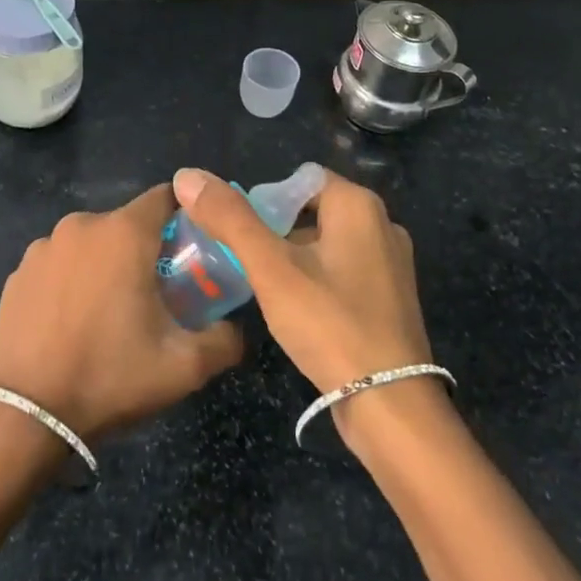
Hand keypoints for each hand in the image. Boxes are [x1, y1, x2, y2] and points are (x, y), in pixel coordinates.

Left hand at [0, 185, 243, 440]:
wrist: (25, 414)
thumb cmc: (110, 376)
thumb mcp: (184, 367)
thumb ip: (225, 340)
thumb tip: (235, 329)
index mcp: (124, 233)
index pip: (165, 197)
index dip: (185, 217)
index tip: (194, 249)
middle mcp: (82, 225)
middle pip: (127, 224)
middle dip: (146, 249)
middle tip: (158, 293)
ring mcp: (44, 247)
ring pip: (91, 244)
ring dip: (106, 264)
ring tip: (110, 313)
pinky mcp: (18, 272)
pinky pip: (59, 264)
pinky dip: (71, 281)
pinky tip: (71, 322)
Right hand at [171, 166, 430, 396]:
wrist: (390, 405)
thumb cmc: (330, 324)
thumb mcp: (271, 268)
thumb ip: (230, 218)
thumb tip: (187, 175)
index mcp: (359, 205)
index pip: (300, 179)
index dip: (265, 198)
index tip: (240, 232)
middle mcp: (382, 224)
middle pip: (313, 210)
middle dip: (276, 229)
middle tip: (246, 260)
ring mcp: (392, 263)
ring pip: (327, 243)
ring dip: (294, 256)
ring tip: (264, 285)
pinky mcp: (391, 298)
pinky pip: (344, 271)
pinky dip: (317, 279)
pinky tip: (297, 310)